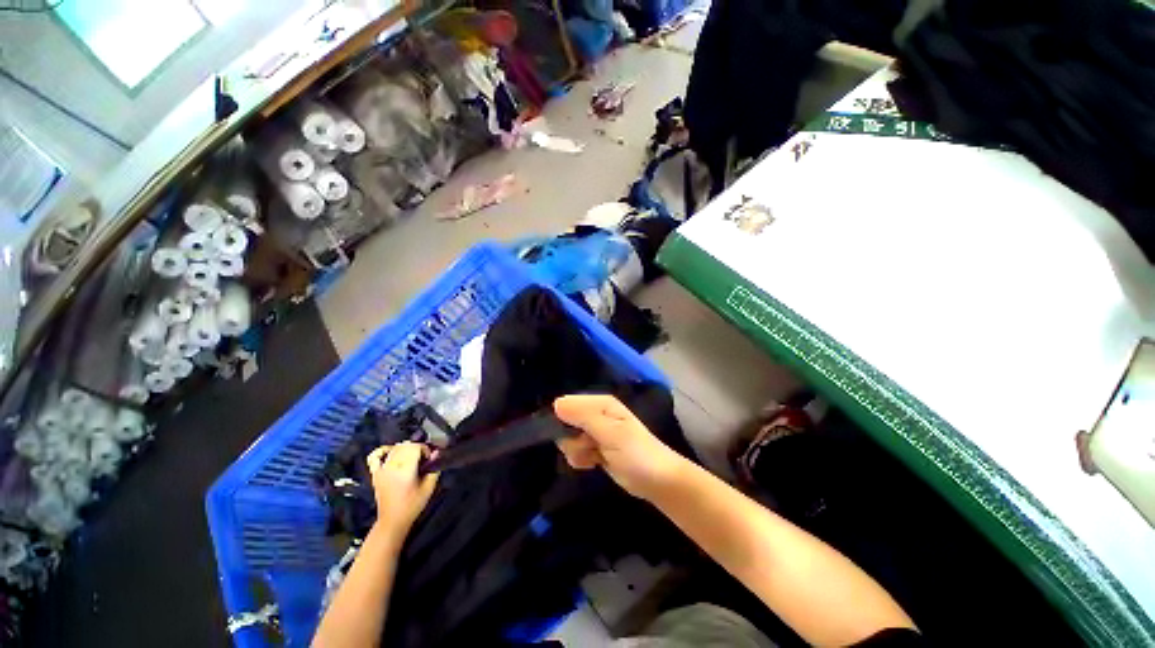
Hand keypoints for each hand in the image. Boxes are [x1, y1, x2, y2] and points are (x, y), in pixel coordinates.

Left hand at [366, 442, 438, 537]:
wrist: (392, 520)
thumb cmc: (413, 505)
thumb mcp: (429, 488)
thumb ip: (434, 469)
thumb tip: (436, 453)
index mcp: (406, 470)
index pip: (415, 447)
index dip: (425, 449)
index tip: (430, 458)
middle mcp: (392, 467)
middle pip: (405, 446)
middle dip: (417, 447)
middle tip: (424, 457)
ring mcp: (382, 470)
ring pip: (394, 448)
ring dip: (405, 448)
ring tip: (412, 456)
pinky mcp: (375, 474)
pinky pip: (375, 457)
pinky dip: (383, 450)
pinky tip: (391, 451)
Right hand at [553, 394, 686, 499]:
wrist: (656, 481)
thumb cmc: (636, 453)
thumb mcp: (610, 432)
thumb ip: (584, 417)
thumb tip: (556, 403)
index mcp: (600, 404)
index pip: (567, 404)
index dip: (564, 420)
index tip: (572, 434)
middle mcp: (596, 414)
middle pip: (565, 422)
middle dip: (572, 438)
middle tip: (588, 446)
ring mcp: (595, 432)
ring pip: (569, 439)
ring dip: (577, 451)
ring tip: (594, 456)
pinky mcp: (595, 448)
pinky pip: (576, 451)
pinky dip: (581, 459)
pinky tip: (593, 464)